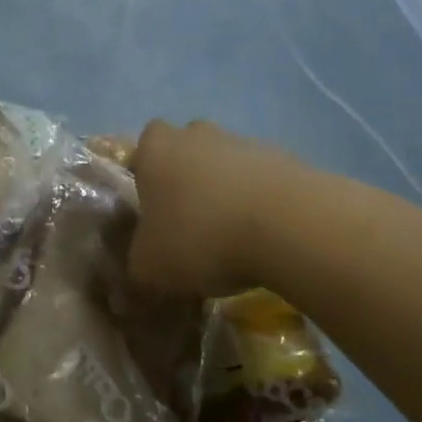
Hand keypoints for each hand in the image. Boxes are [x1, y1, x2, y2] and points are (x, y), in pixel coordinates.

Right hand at [128, 119, 300, 296]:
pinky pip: (263, 181)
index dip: (146, 178)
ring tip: (233, 239)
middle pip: (186, 151)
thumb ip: (137, 273)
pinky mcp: (285, 159)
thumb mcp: (151, 269)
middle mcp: (196, 134)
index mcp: (156, 148)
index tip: (154, 213)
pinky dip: (261, 203)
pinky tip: (267, 239)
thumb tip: (132, 288)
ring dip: (227, 192)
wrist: (288, 225)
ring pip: (226, 164)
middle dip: (188, 181)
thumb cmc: (201, 236)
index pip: (142, 149)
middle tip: (191, 225)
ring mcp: (243, 142)